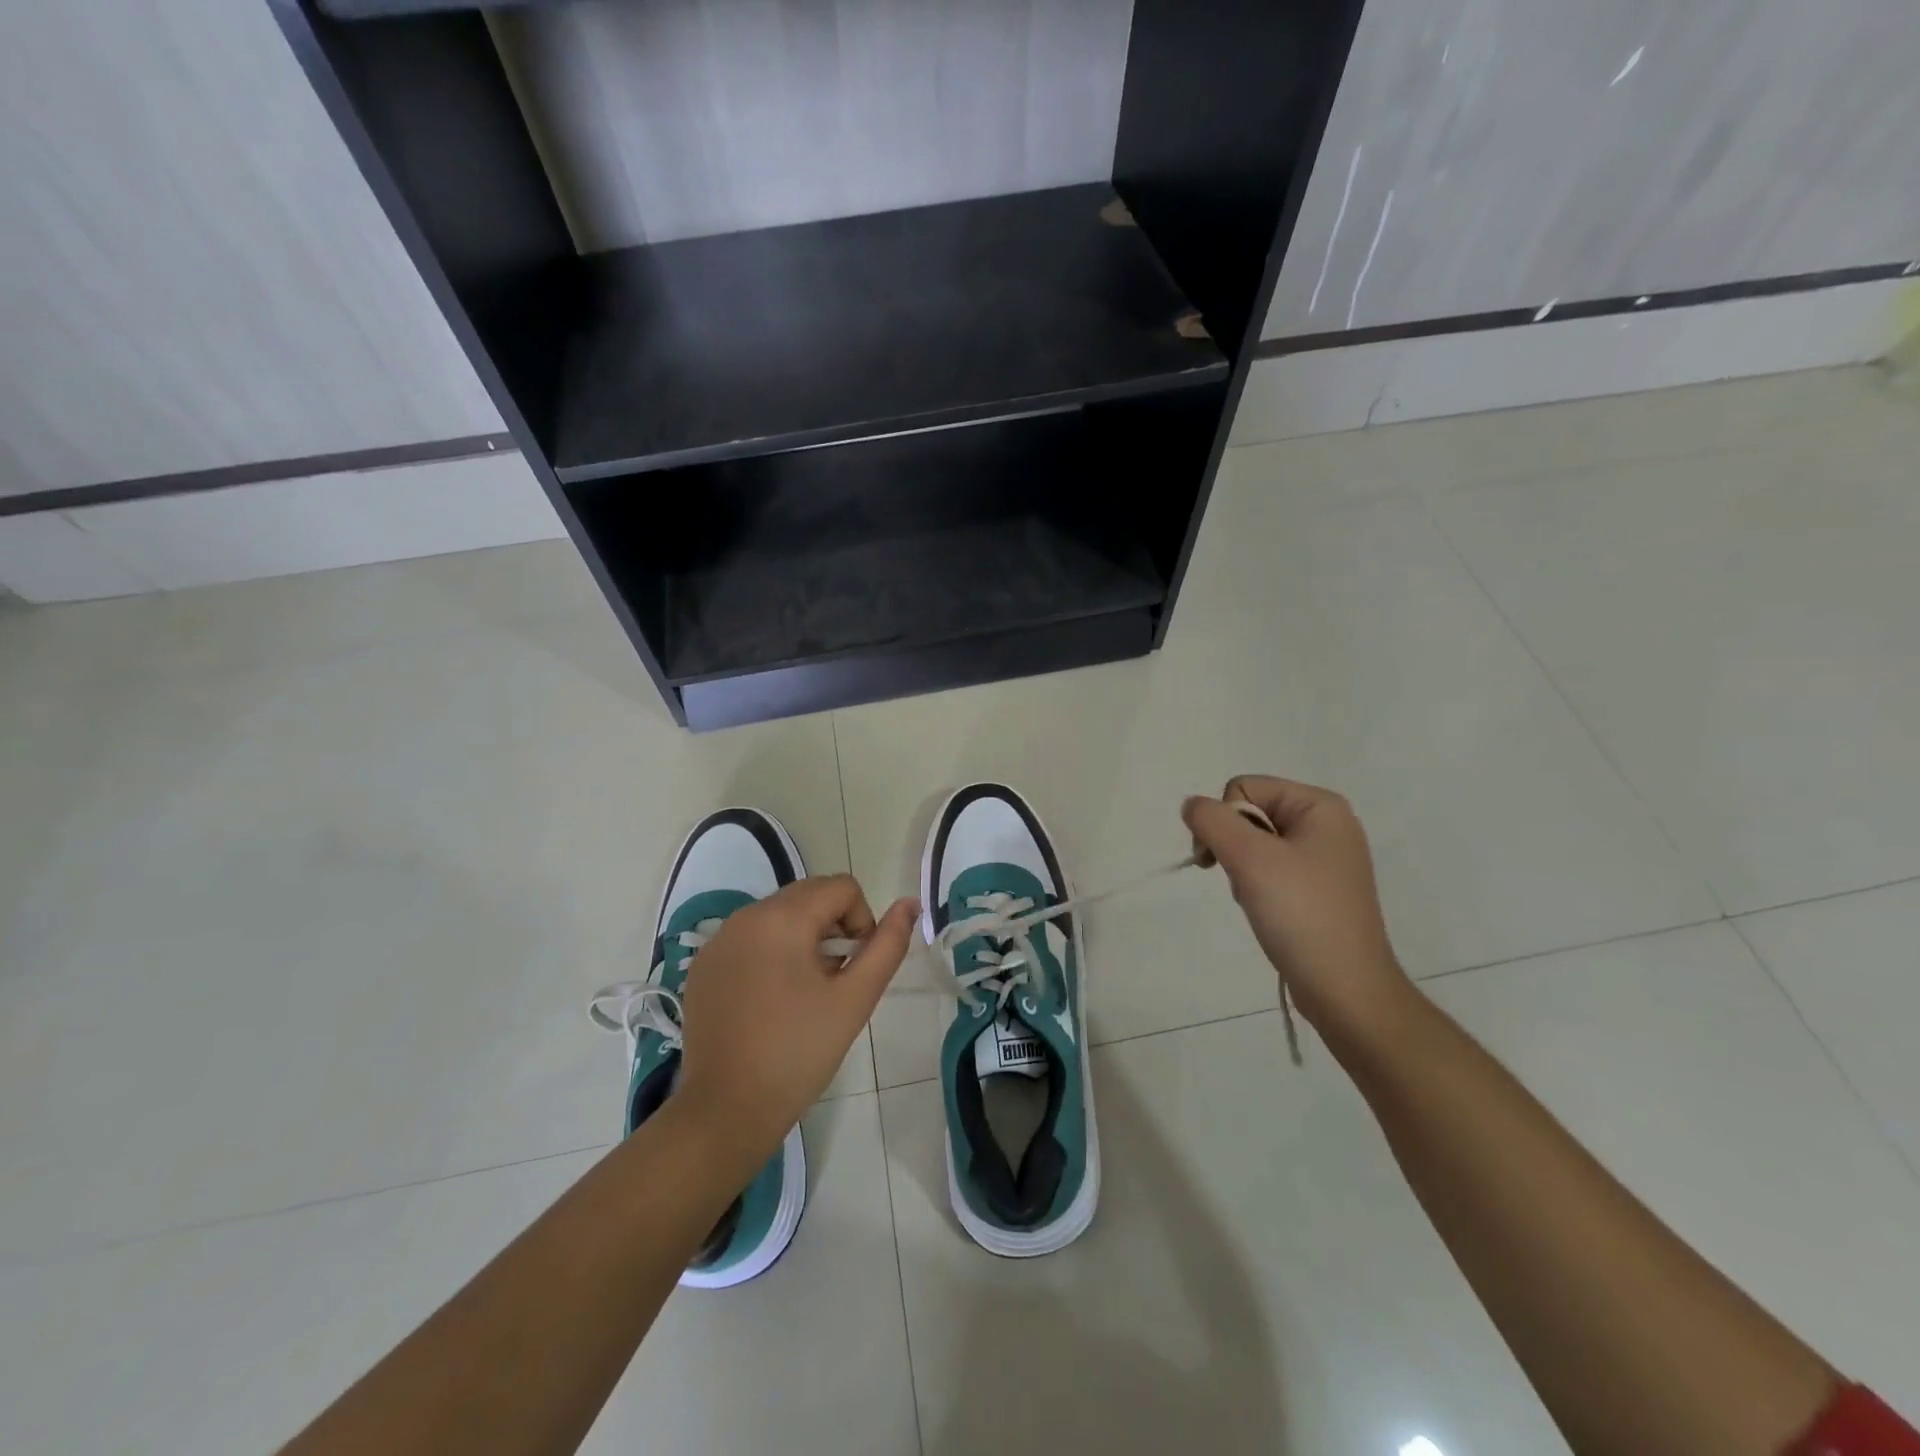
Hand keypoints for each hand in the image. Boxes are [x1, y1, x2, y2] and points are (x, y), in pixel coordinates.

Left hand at [674, 875, 917, 1166]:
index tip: (856, 967)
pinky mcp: (704, 964)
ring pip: (780, 914)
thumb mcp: (855, 998)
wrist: (727, 1110)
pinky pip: (751, 936)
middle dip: (833, 926)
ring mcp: (719, 939)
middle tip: (834, 980)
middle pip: (809, 895)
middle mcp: (746, 915)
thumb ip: (887, 945)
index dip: (862, 921)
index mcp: (783, 918)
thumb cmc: (799, 1053)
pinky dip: (772, 952)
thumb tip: (910, 904)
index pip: (842, 887)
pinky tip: (772, 1000)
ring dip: (804, 938)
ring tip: (805, 992)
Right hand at [1183, 776, 1413, 1046]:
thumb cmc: (1301, 914)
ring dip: (1241, 870)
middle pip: (1248, 813)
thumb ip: (1211, 821)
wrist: (1345, 990)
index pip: (1243, 788)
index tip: (1219, 860)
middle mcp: (1326, 824)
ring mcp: (1323, 858)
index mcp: (1320, 806)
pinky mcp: (1317, 888)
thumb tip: (1192, 806)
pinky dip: (1255, 887)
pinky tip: (1266, 912)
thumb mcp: (1250, 858)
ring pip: (1253, 844)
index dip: (1222, 820)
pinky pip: (1269, 869)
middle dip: (1233, 847)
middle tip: (1243, 882)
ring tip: (1259, 901)